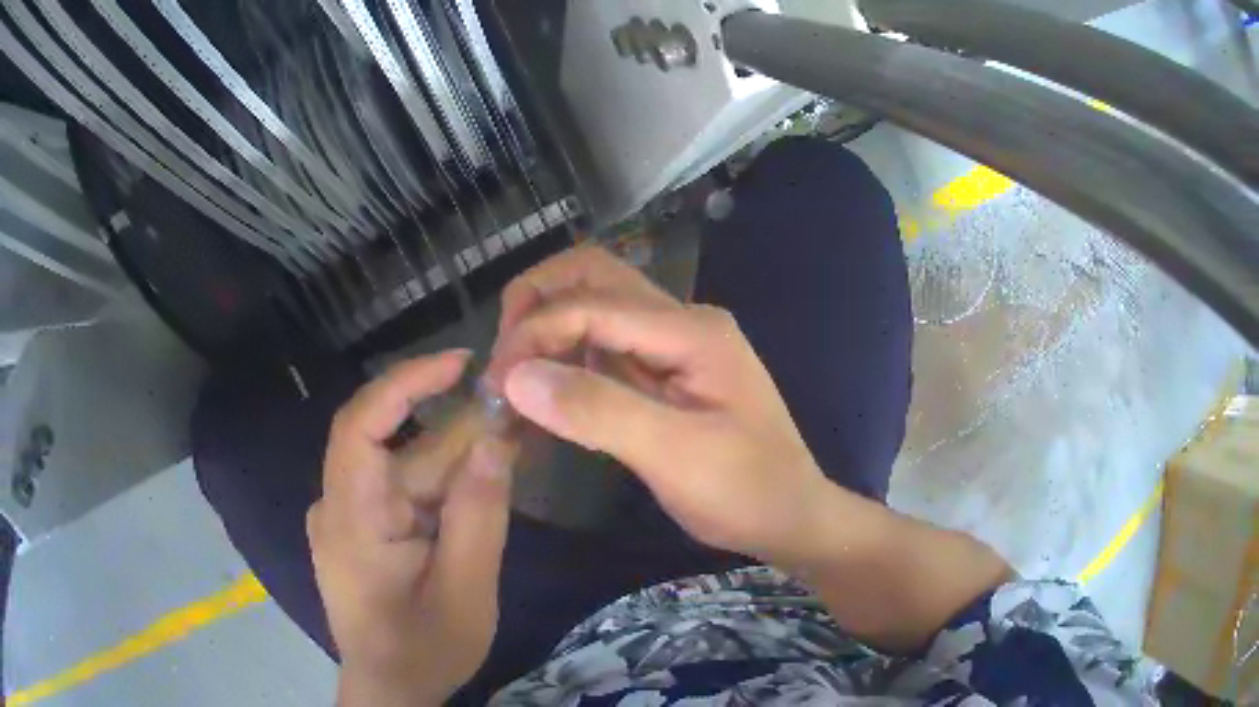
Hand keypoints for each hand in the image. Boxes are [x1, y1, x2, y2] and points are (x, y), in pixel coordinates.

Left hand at [308, 351, 513, 706]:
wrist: (390, 689)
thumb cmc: (424, 650)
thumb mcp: (465, 591)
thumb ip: (479, 515)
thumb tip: (497, 440)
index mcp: (351, 519)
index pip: (360, 425)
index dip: (405, 382)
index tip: (460, 364)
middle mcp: (338, 505)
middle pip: (395, 446)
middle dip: (456, 429)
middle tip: (516, 413)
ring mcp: (347, 516)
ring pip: (403, 468)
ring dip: (455, 459)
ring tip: (512, 446)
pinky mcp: (361, 528)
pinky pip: (401, 490)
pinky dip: (442, 484)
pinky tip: (481, 482)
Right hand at [487, 247, 833, 563]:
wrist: (791, 516)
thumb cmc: (745, 491)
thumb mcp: (675, 456)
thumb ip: (598, 411)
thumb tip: (516, 377)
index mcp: (691, 330)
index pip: (592, 304)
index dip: (534, 334)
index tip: (497, 385)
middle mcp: (682, 320)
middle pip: (594, 276)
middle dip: (537, 304)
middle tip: (504, 360)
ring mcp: (674, 342)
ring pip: (595, 305)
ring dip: (549, 326)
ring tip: (516, 376)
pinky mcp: (665, 368)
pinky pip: (605, 342)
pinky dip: (567, 354)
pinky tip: (548, 389)